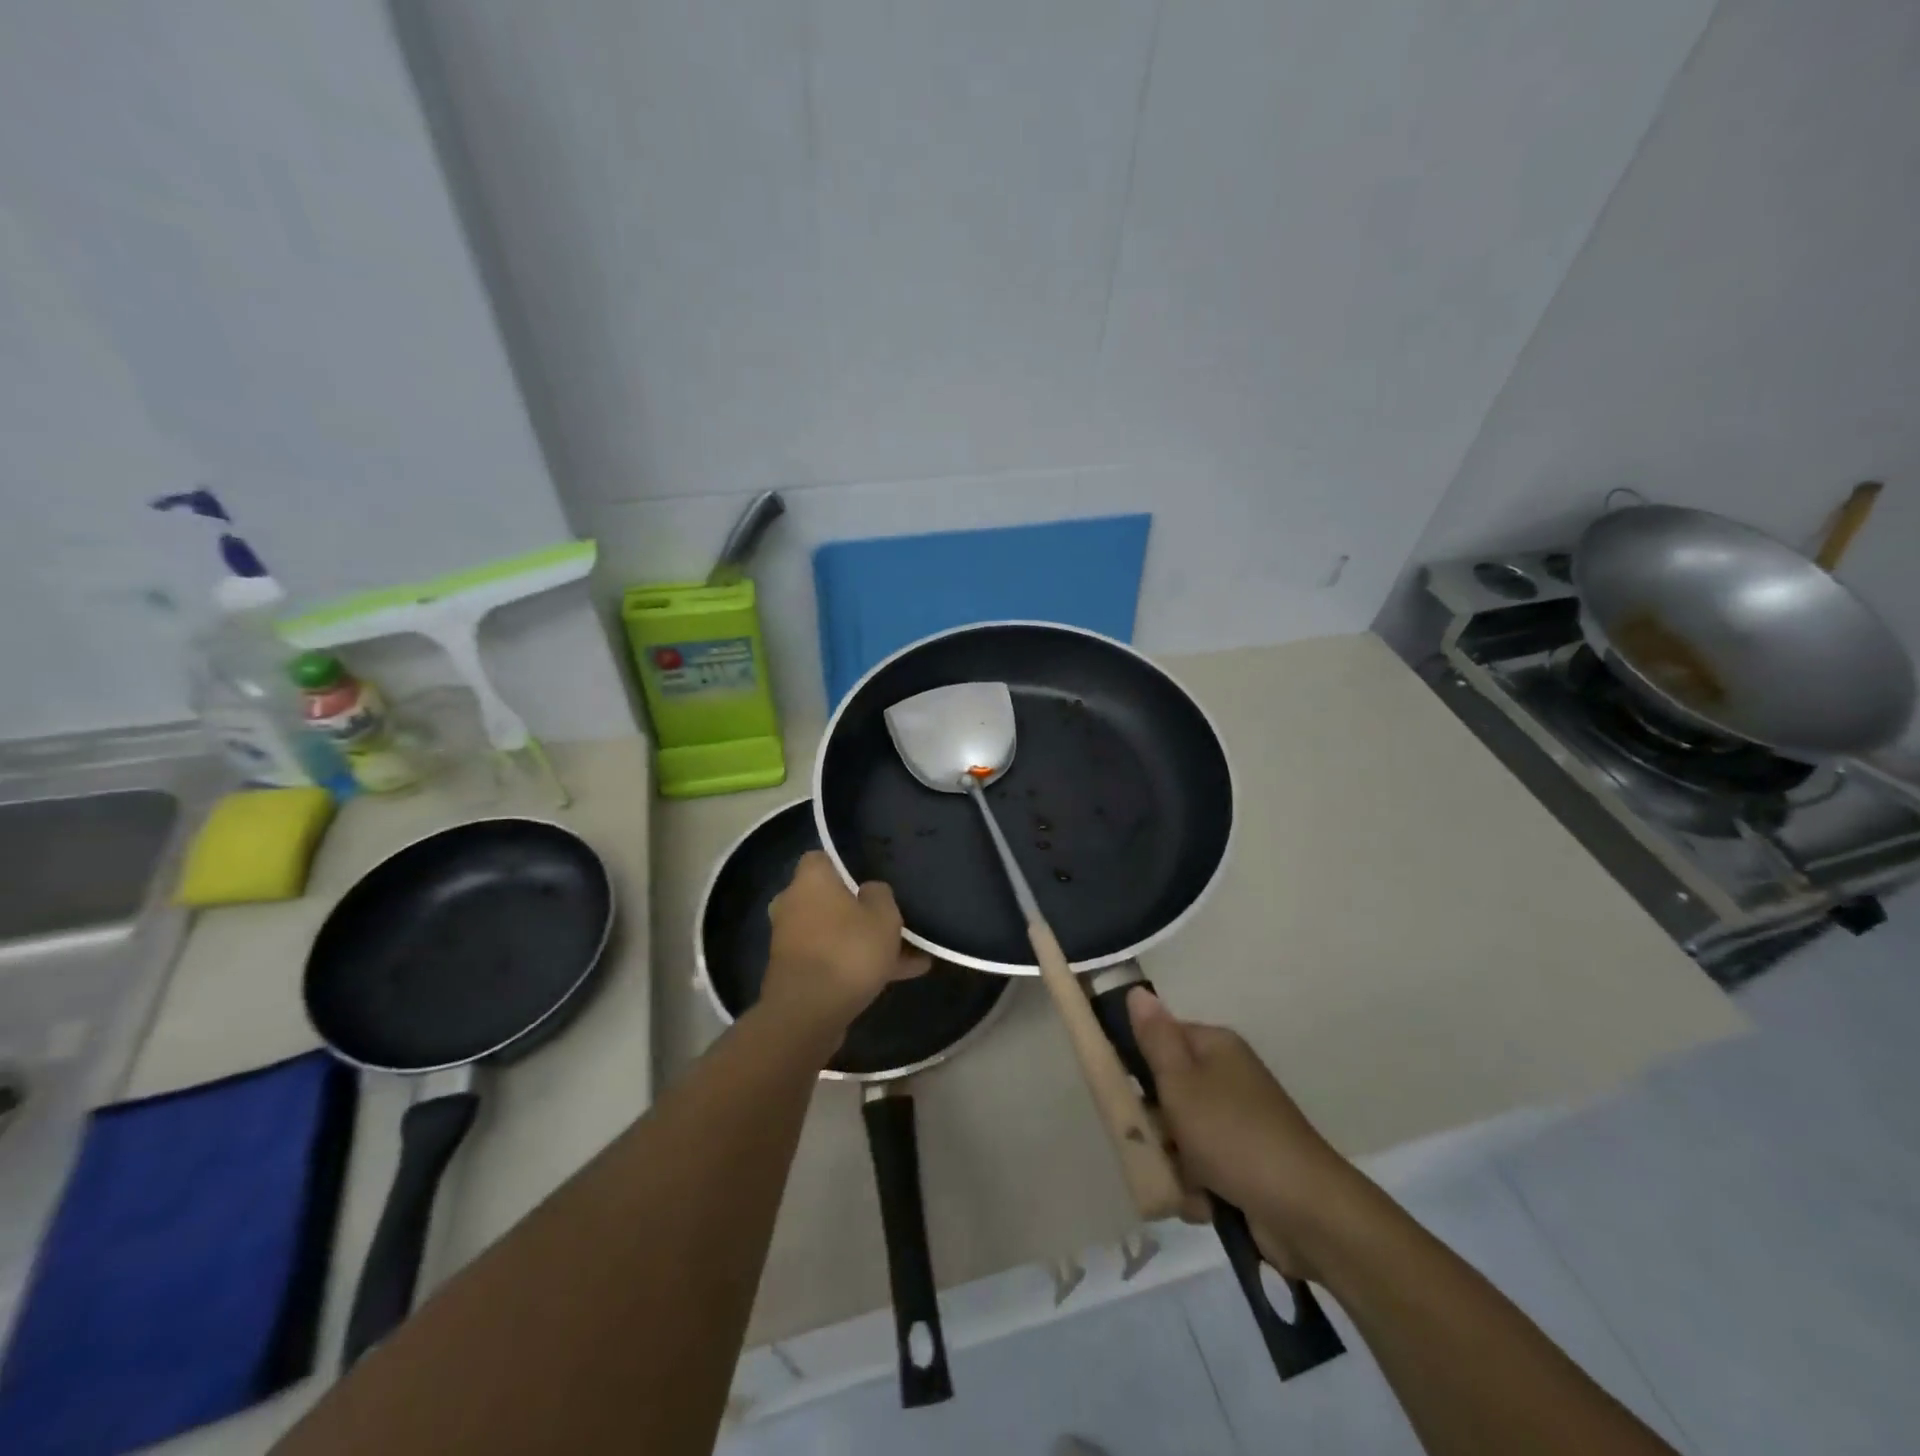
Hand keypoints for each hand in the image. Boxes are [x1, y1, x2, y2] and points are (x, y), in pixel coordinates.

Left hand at [763, 852, 928, 1033]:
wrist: (808, 1013)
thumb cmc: (847, 950)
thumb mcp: (883, 915)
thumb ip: (880, 894)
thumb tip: (869, 890)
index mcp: (809, 880)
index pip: (821, 858)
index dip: (845, 866)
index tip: (870, 877)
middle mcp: (792, 905)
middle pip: (829, 899)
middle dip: (858, 909)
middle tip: (890, 919)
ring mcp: (790, 942)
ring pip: (835, 934)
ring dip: (863, 942)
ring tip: (909, 955)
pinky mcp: (795, 974)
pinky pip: (832, 960)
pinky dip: (857, 966)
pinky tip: (898, 977)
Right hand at [1128, 988, 1358, 1278]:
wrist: (1306, 1212)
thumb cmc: (1233, 1136)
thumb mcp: (1181, 1083)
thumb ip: (1155, 1039)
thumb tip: (1137, 990)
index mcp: (1215, 1047)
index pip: (1160, 1039)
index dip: (1137, 1065)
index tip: (1122, 1093)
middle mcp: (1227, 1077)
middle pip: (1168, 1091)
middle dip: (1155, 1126)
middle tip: (1150, 1144)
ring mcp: (1238, 1122)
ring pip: (1181, 1135)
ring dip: (1174, 1163)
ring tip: (1183, 1182)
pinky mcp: (1245, 1164)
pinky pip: (1203, 1167)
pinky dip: (1197, 1186)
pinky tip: (1203, 1204)